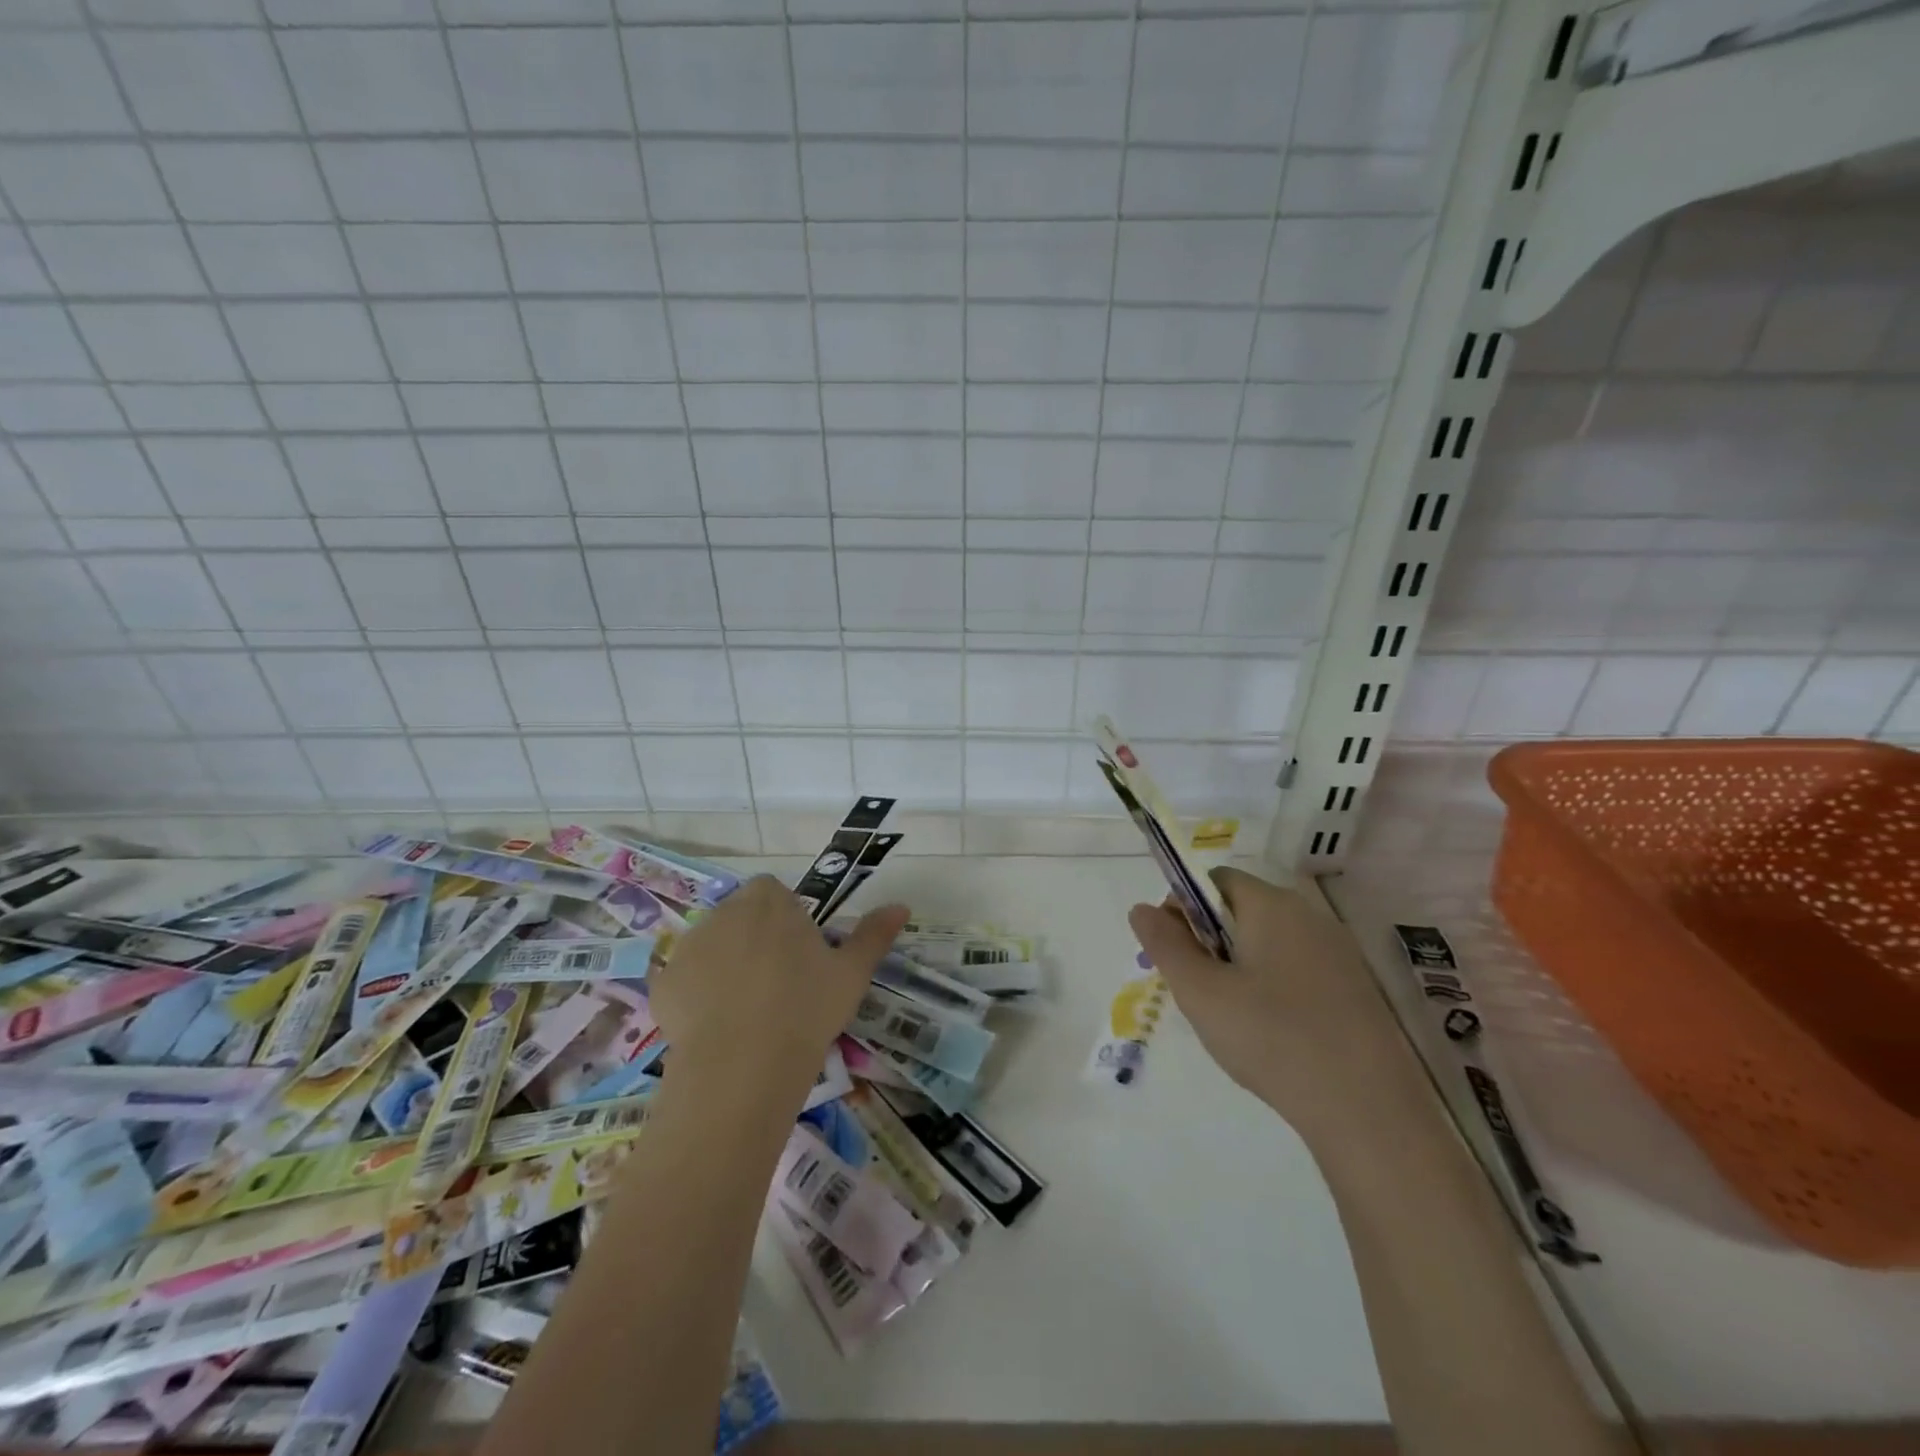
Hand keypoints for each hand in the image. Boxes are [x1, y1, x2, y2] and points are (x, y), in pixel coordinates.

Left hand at [650, 875, 908, 1101]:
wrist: (743, 1064)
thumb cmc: (806, 1008)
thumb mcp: (852, 972)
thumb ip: (874, 934)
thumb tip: (901, 906)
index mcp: (769, 900)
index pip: (774, 892)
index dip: (787, 919)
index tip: (800, 954)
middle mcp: (724, 911)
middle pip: (741, 916)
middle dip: (756, 939)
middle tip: (779, 983)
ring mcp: (688, 946)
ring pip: (712, 947)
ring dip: (726, 964)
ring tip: (748, 1010)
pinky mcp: (663, 983)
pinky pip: (685, 981)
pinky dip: (697, 996)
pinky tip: (717, 1028)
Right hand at [1128, 868, 1409, 1141]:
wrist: (1368, 1112)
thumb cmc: (1272, 1038)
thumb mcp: (1201, 992)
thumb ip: (1165, 944)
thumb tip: (1141, 908)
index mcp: (1272, 905)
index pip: (1215, 880)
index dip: (1184, 907)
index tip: (1174, 953)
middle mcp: (1310, 916)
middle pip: (1242, 909)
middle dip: (1209, 940)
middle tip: (1197, 990)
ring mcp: (1339, 954)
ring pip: (1269, 942)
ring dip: (1239, 966)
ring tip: (1231, 1017)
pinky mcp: (1357, 990)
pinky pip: (1298, 969)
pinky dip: (1273, 987)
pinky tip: (1271, 1033)